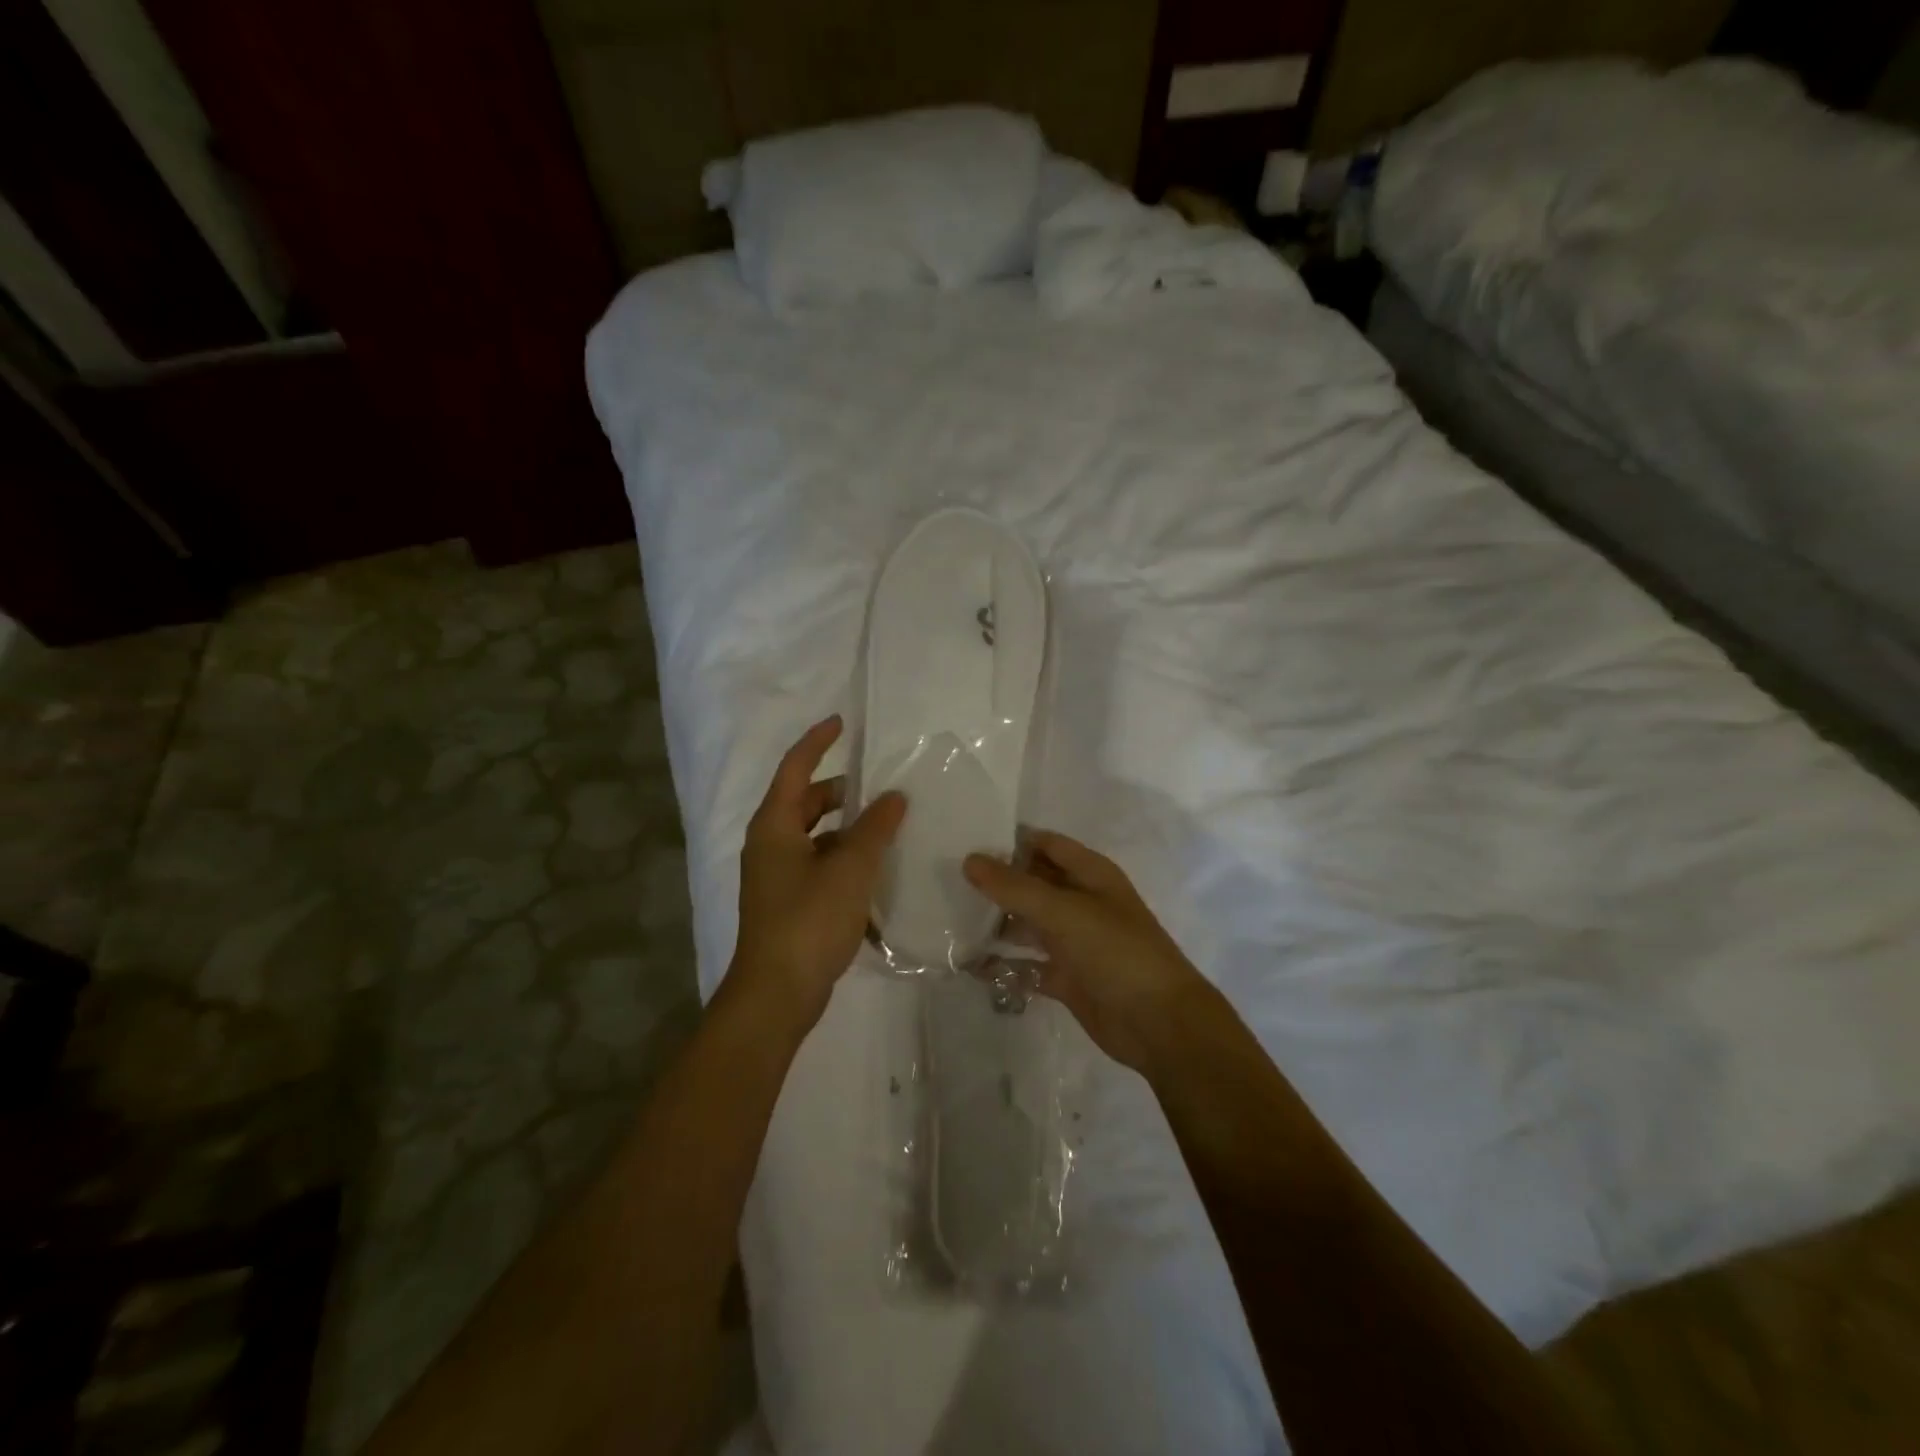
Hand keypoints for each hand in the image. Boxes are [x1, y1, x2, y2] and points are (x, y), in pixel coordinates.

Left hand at [730, 715, 906, 1031]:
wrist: (776, 994)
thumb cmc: (809, 921)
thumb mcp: (850, 869)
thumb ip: (874, 829)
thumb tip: (894, 797)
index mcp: (774, 826)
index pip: (795, 768)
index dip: (817, 742)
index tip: (842, 723)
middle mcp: (770, 844)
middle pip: (806, 802)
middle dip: (842, 791)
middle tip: (882, 786)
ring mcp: (777, 876)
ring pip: (816, 836)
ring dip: (847, 828)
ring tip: (888, 827)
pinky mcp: (789, 902)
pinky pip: (819, 864)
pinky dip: (844, 858)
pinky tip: (876, 870)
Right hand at [964, 832, 1209, 1071]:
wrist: (1159, 1024)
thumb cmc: (1116, 951)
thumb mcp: (1063, 911)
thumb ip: (1014, 886)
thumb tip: (970, 860)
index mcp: (1090, 874)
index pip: (1044, 844)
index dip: (1009, 841)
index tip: (965, 839)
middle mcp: (1081, 902)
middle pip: (1032, 884)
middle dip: (995, 883)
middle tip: (945, 880)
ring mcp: (1074, 941)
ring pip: (1027, 925)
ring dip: (995, 924)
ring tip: (949, 919)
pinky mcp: (1067, 978)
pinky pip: (1027, 965)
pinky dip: (1003, 965)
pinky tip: (968, 965)